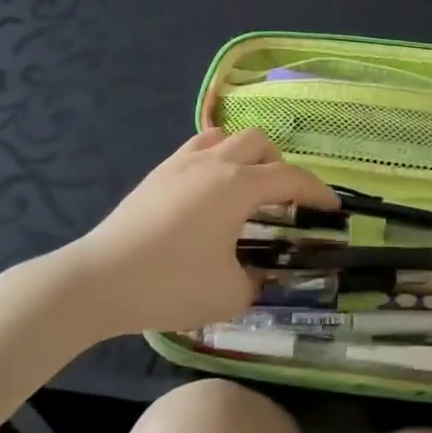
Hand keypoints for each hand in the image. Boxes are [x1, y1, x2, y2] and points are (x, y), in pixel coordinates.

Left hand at [72, 129, 336, 335]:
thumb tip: (261, 276)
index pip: (291, 178)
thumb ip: (257, 282)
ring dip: (247, 155)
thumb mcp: (228, 295)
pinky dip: (217, 157)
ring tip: (247, 186)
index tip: (333, 209)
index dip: (317, 192)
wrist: (98, 280)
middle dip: (281, 166)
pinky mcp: (158, 172)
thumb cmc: (169, 284)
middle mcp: (215, 162)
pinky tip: (210, 187)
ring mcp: (183, 162)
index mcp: (238, 186)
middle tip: (285, 200)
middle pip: (260, 144)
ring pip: (228, 137)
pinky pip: (199, 147)